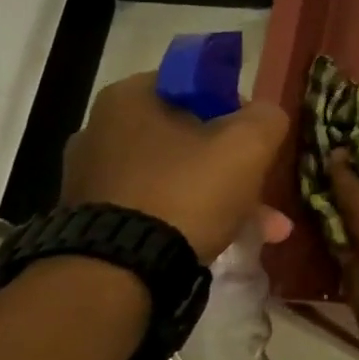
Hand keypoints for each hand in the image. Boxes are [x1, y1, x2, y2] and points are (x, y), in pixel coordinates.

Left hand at [62, 72, 292, 262]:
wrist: (118, 274)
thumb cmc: (186, 191)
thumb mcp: (247, 145)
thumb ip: (267, 117)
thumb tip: (265, 116)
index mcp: (130, 97)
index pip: (197, 85)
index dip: (235, 109)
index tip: (256, 140)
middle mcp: (101, 129)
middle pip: (189, 136)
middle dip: (233, 165)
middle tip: (264, 193)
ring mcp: (91, 178)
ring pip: (176, 177)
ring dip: (219, 198)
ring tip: (261, 230)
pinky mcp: (92, 220)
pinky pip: (154, 208)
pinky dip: (188, 220)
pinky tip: (221, 243)